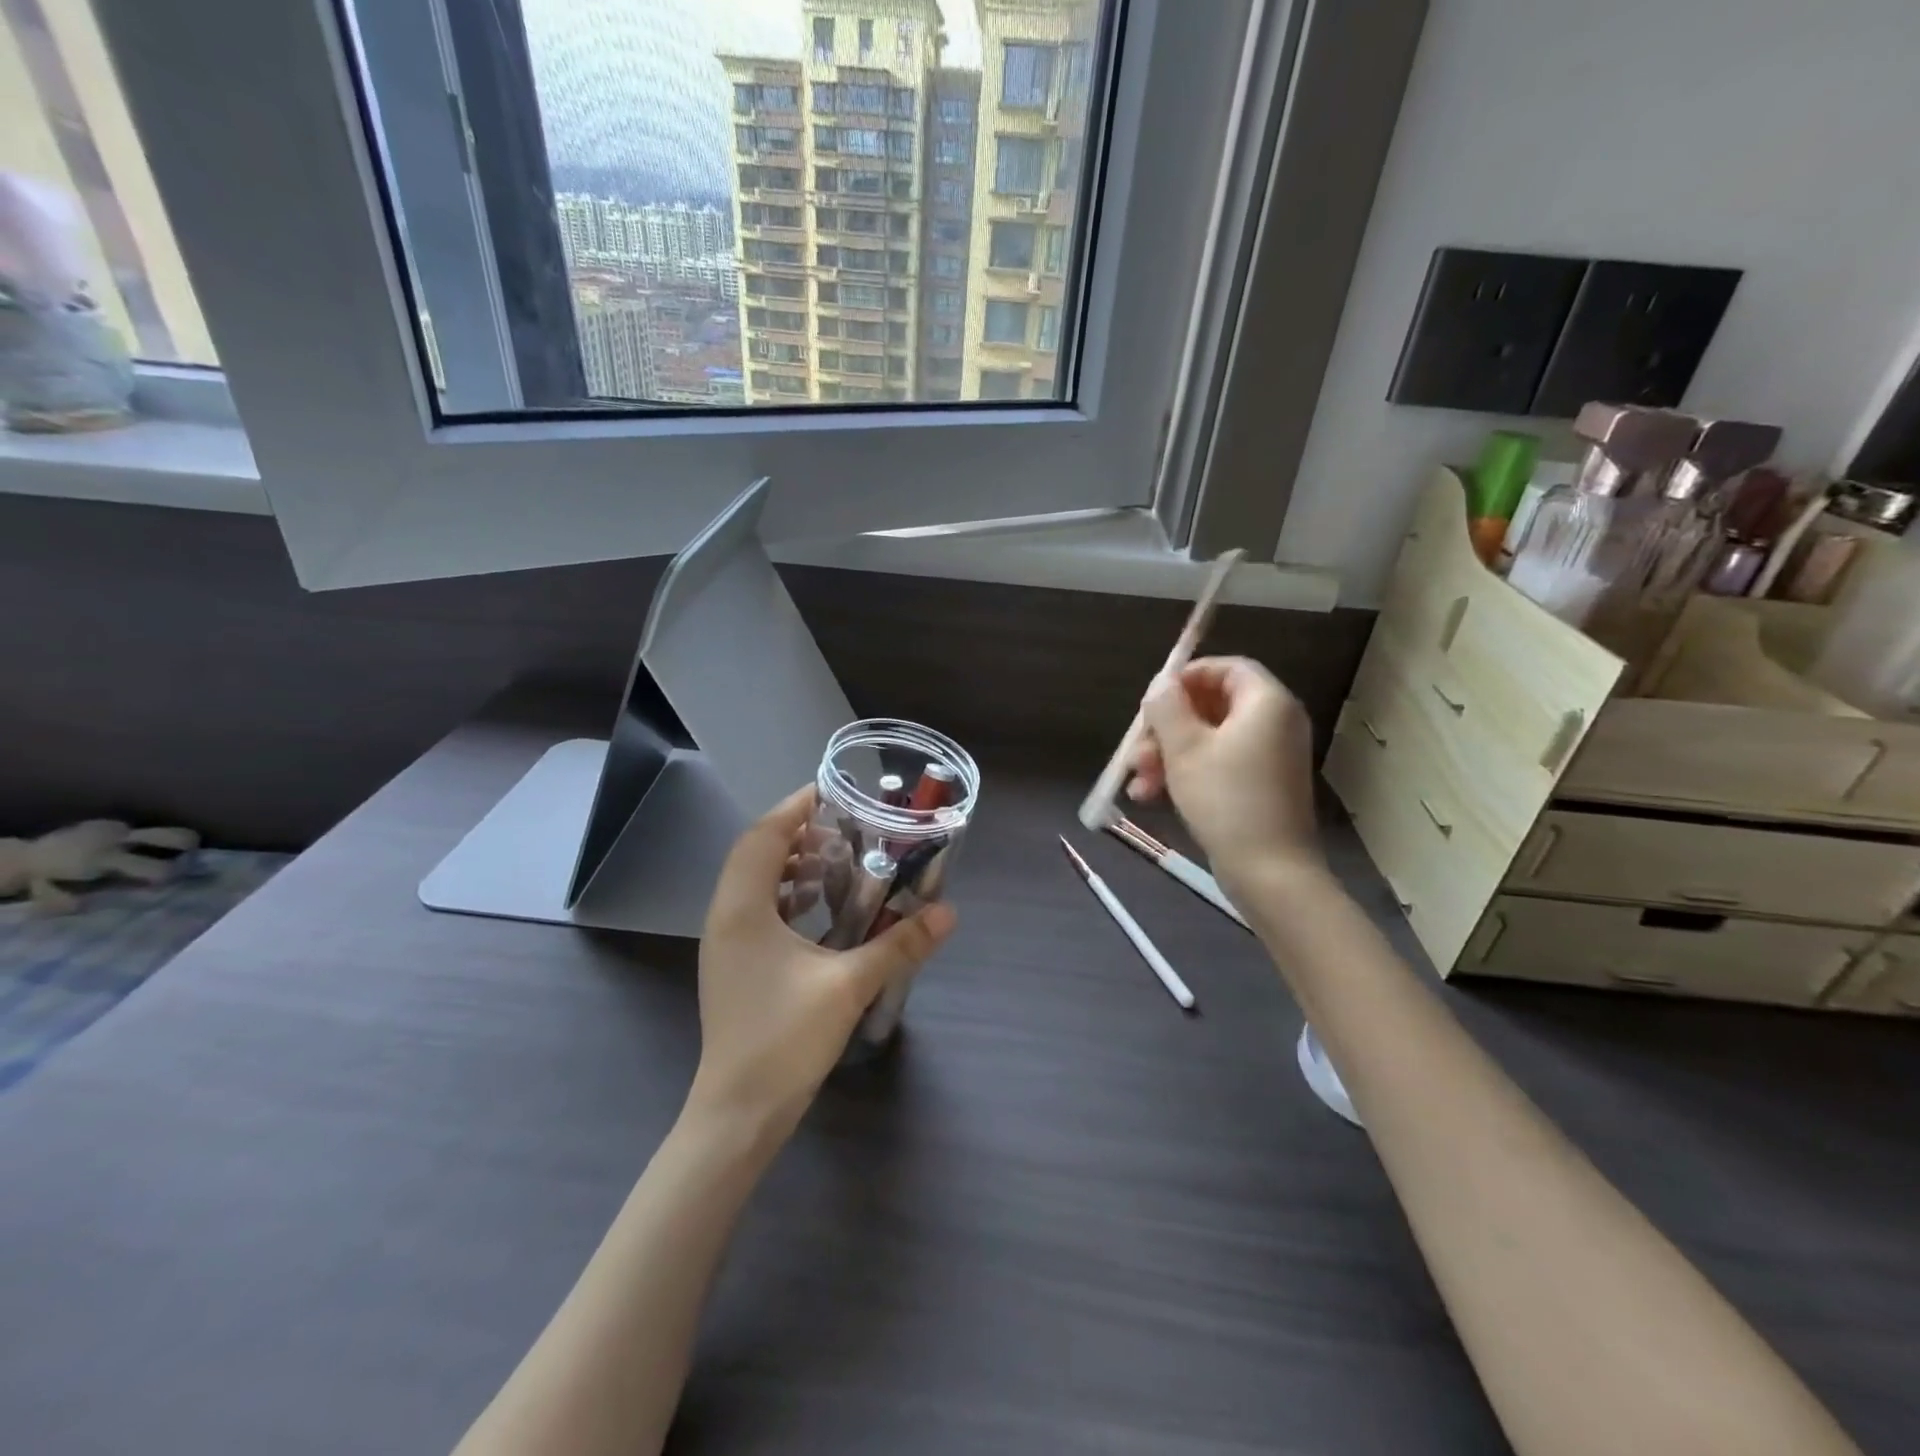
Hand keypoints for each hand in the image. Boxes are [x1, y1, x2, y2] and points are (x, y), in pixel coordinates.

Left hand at [689, 787, 956, 1141]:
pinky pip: (757, 909)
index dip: (796, 806)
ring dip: (791, 862)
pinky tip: (821, 906)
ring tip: (837, 857)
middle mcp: (725, 916)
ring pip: (754, 881)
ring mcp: (725, 943)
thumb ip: (899, 944)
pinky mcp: (734, 965)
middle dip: (797, 831)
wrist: (738, 1113)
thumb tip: (948, 913)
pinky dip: (787, 893)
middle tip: (845, 823)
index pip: (764, 835)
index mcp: (742, 909)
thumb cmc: (785, 1040)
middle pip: (756, 852)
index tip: (833, 790)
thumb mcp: (849, 985)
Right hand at [1126, 657, 1320, 884]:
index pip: (1227, 668)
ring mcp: (1269, 757)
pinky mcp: (1261, 786)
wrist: (1269, 872)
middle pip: (1212, 706)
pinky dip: (1187, 774)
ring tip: (1138, 782)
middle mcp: (1275, 723)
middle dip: (1166, 728)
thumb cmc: (1225, 800)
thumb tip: (1161, 684)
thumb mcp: (1184, 749)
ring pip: (1209, 740)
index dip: (1187, 677)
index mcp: (1266, 703)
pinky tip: (1151, 796)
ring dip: (1168, 755)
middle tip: (1137, 750)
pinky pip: (1220, 765)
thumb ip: (1167, 708)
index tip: (1153, 699)